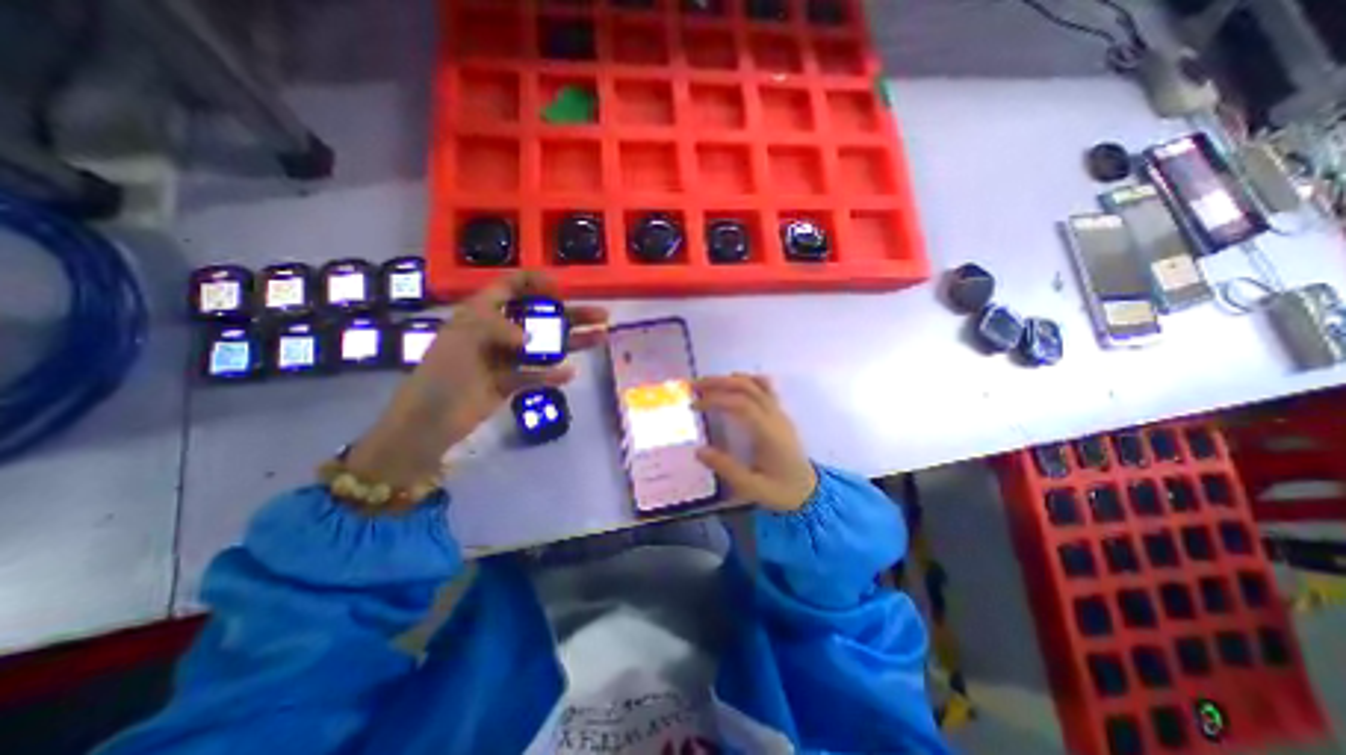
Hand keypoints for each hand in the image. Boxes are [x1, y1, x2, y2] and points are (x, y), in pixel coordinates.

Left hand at [342, 270, 608, 490]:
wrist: (428, 422)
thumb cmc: (441, 372)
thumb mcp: (463, 338)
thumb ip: (498, 327)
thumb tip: (530, 339)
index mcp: (482, 312)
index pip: (512, 286)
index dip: (537, 282)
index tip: (563, 289)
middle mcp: (498, 330)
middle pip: (541, 316)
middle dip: (571, 314)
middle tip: (601, 315)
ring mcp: (506, 357)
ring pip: (545, 345)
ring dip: (572, 342)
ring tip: (600, 338)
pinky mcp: (511, 381)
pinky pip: (537, 374)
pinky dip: (553, 374)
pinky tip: (570, 373)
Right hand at [699, 372, 814, 512]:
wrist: (810, 491)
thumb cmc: (781, 491)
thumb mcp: (752, 488)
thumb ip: (726, 469)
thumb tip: (699, 451)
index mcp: (769, 433)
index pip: (741, 404)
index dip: (716, 400)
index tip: (694, 406)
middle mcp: (775, 416)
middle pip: (747, 387)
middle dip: (718, 382)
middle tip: (694, 386)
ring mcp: (780, 412)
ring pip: (756, 383)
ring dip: (729, 379)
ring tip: (707, 384)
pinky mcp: (780, 413)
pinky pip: (765, 388)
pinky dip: (746, 380)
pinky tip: (732, 384)